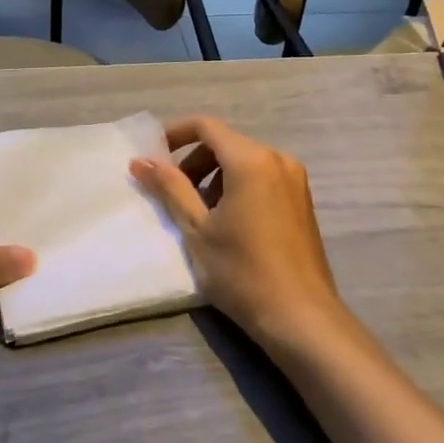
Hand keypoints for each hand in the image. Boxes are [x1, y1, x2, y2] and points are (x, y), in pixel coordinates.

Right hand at [131, 118, 354, 356]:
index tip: (152, 156)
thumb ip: (169, 187)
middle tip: (172, 193)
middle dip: (194, 161)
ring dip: (214, 176)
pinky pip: (262, 178)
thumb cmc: (241, 270)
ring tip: (199, 214)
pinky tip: (228, 222)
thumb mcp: (196, 228)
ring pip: (244, 161)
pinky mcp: (302, 200)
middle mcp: (277, 159)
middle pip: (226, 143)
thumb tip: (140, 161)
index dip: (174, 134)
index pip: (206, 127)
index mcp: (251, 160)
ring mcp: (295, 180)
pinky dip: (237, 187)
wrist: (300, 315)